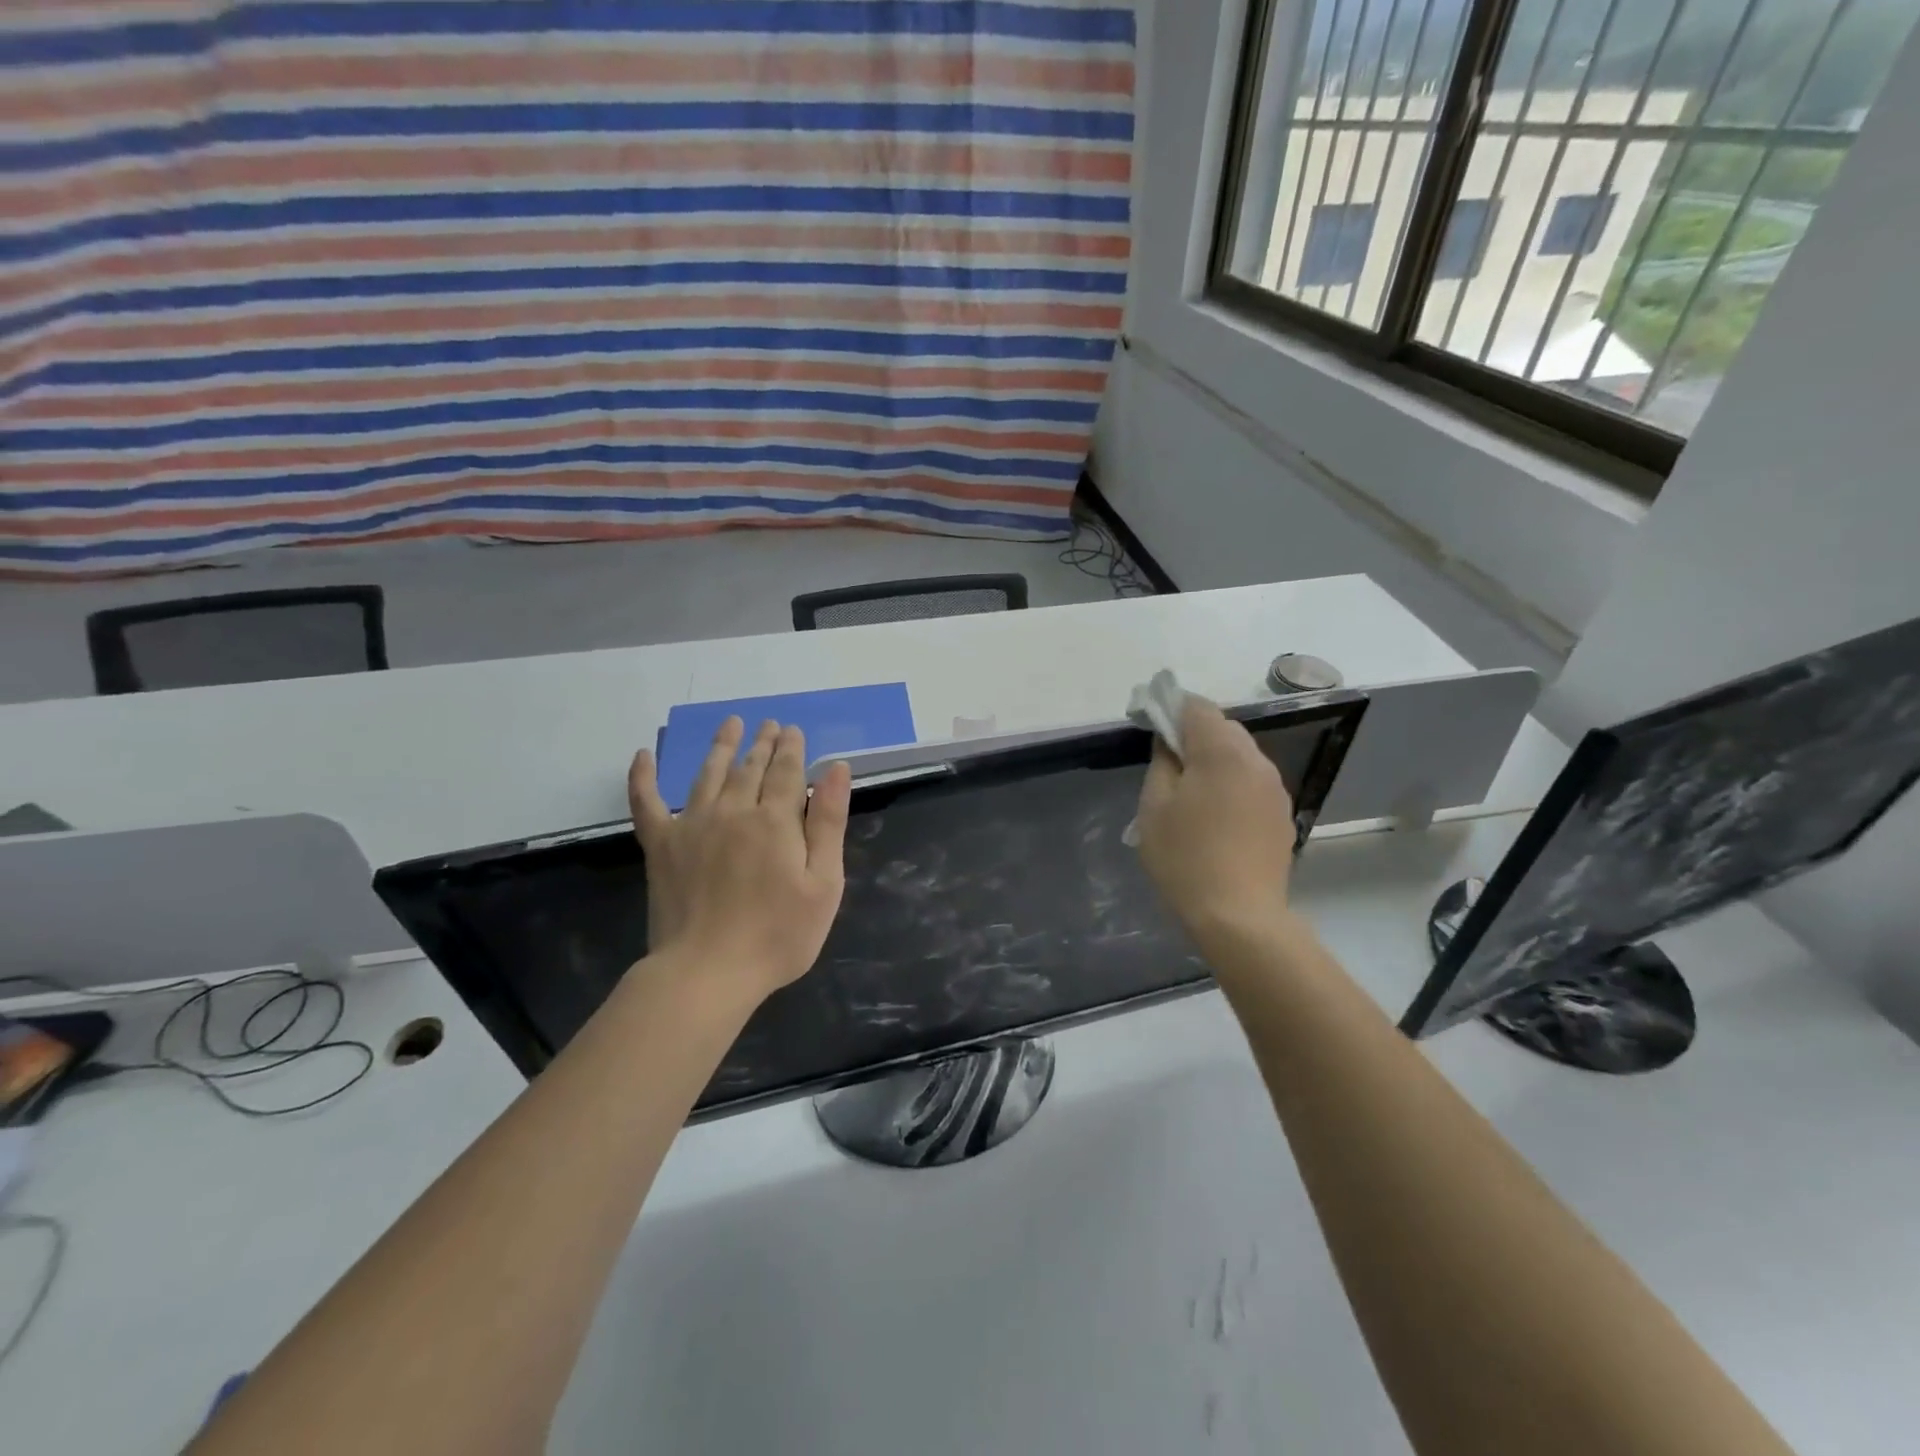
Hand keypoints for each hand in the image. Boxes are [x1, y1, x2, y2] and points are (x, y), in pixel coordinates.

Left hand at [628, 717, 852, 1004]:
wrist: (707, 973)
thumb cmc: (777, 935)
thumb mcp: (823, 884)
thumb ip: (829, 822)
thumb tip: (836, 768)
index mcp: (775, 820)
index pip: (786, 771)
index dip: (791, 749)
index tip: (793, 731)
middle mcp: (733, 811)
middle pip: (750, 768)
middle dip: (763, 743)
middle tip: (769, 724)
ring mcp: (691, 825)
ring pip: (708, 774)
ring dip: (721, 747)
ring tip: (731, 724)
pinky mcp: (661, 847)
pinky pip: (647, 803)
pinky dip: (643, 777)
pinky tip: (642, 755)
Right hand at [1134, 697, 1298, 944]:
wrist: (1239, 917)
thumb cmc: (1185, 859)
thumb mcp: (1153, 808)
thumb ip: (1161, 764)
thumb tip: (1170, 743)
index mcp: (1222, 753)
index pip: (1197, 708)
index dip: (1172, 709)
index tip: (1152, 726)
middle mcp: (1256, 761)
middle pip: (1223, 729)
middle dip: (1195, 736)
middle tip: (1168, 767)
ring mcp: (1275, 789)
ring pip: (1241, 756)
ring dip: (1215, 762)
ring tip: (1192, 796)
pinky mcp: (1283, 815)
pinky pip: (1252, 783)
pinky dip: (1233, 786)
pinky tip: (1217, 819)